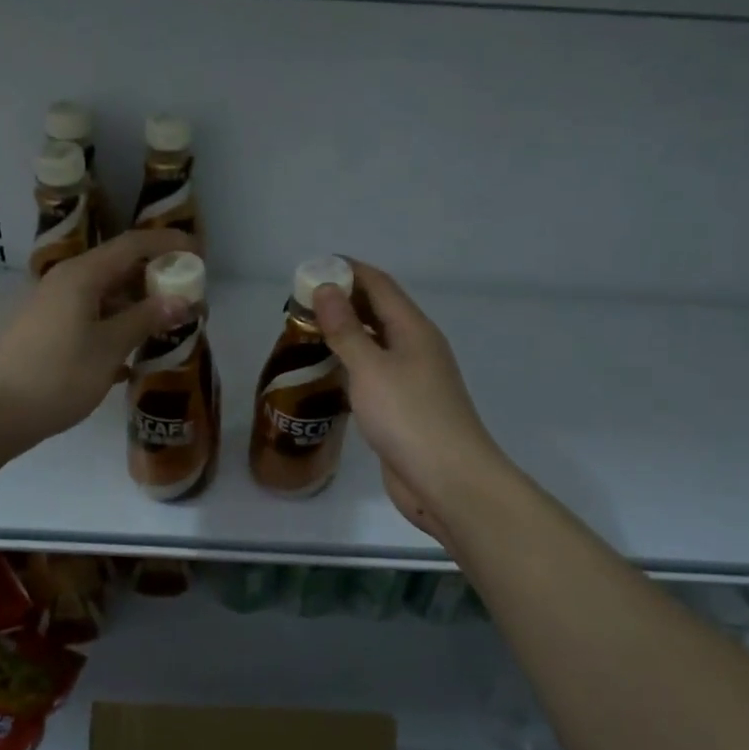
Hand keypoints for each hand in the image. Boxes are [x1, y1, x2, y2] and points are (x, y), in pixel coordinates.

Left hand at [0, 230, 193, 451]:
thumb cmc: (54, 376)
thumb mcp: (108, 349)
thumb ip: (145, 320)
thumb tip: (181, 299)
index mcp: (81, 276)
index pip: (133, 245)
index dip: (168, 244)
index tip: (199, 254)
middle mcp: (65, 282)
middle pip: (118, 268)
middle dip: (155, 280)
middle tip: (187, 299)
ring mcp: (52, 307)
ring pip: (104, 297)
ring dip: (136, 308)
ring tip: (164, 330)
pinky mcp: (45, 333)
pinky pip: (89, 319)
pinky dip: (114, 328)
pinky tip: (130, 358)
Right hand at [314, 263, 511, 548]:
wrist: (448, 481)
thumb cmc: (409, 417)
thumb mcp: (371, 368)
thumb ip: (346, 329)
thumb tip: (327, 288)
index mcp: (414, 329)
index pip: (379, 284)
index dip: (348, 270)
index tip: (311, 268)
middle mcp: (416, 348)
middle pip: (378, 311)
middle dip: (342, 301)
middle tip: (300, 303)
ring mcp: (413, 379)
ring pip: (375, 344)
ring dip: (345, 334)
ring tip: (306, 333)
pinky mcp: (404, 408)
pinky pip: (374, 374)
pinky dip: (351, 365)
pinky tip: (327, 374)